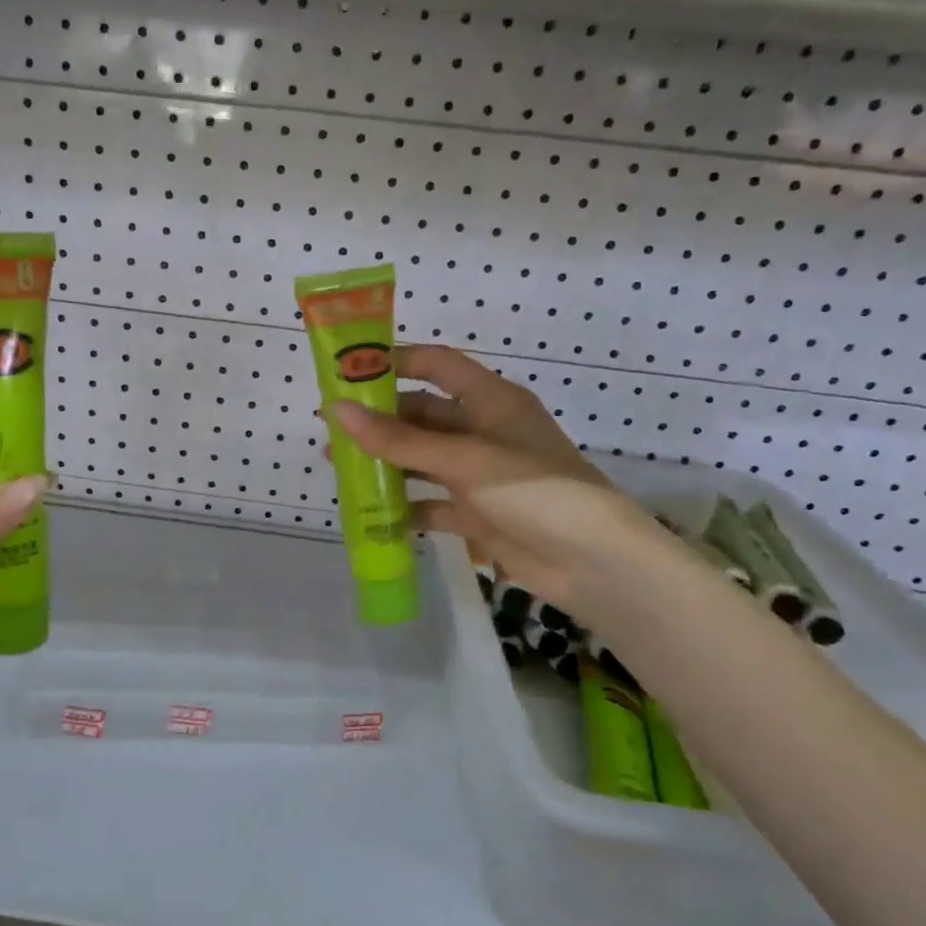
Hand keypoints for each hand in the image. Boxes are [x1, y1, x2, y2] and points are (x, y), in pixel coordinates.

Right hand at [332, 345, 652, 612]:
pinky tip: (372, 514)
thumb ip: (398, 439)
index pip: (436, 364)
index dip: (395, 362)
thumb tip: (337, 410)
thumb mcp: (463, 459)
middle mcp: (483, 430)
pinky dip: (405, 507)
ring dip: (386, 463)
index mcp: (490, 400)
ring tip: (341, 469)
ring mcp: (479, 474)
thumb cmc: (533, 491)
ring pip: (422, 459)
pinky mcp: (477, 512)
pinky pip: (431, 502)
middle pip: (422, 414)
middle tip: (331, 431)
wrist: (594, 563)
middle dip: (378, 421)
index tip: (348, 373)